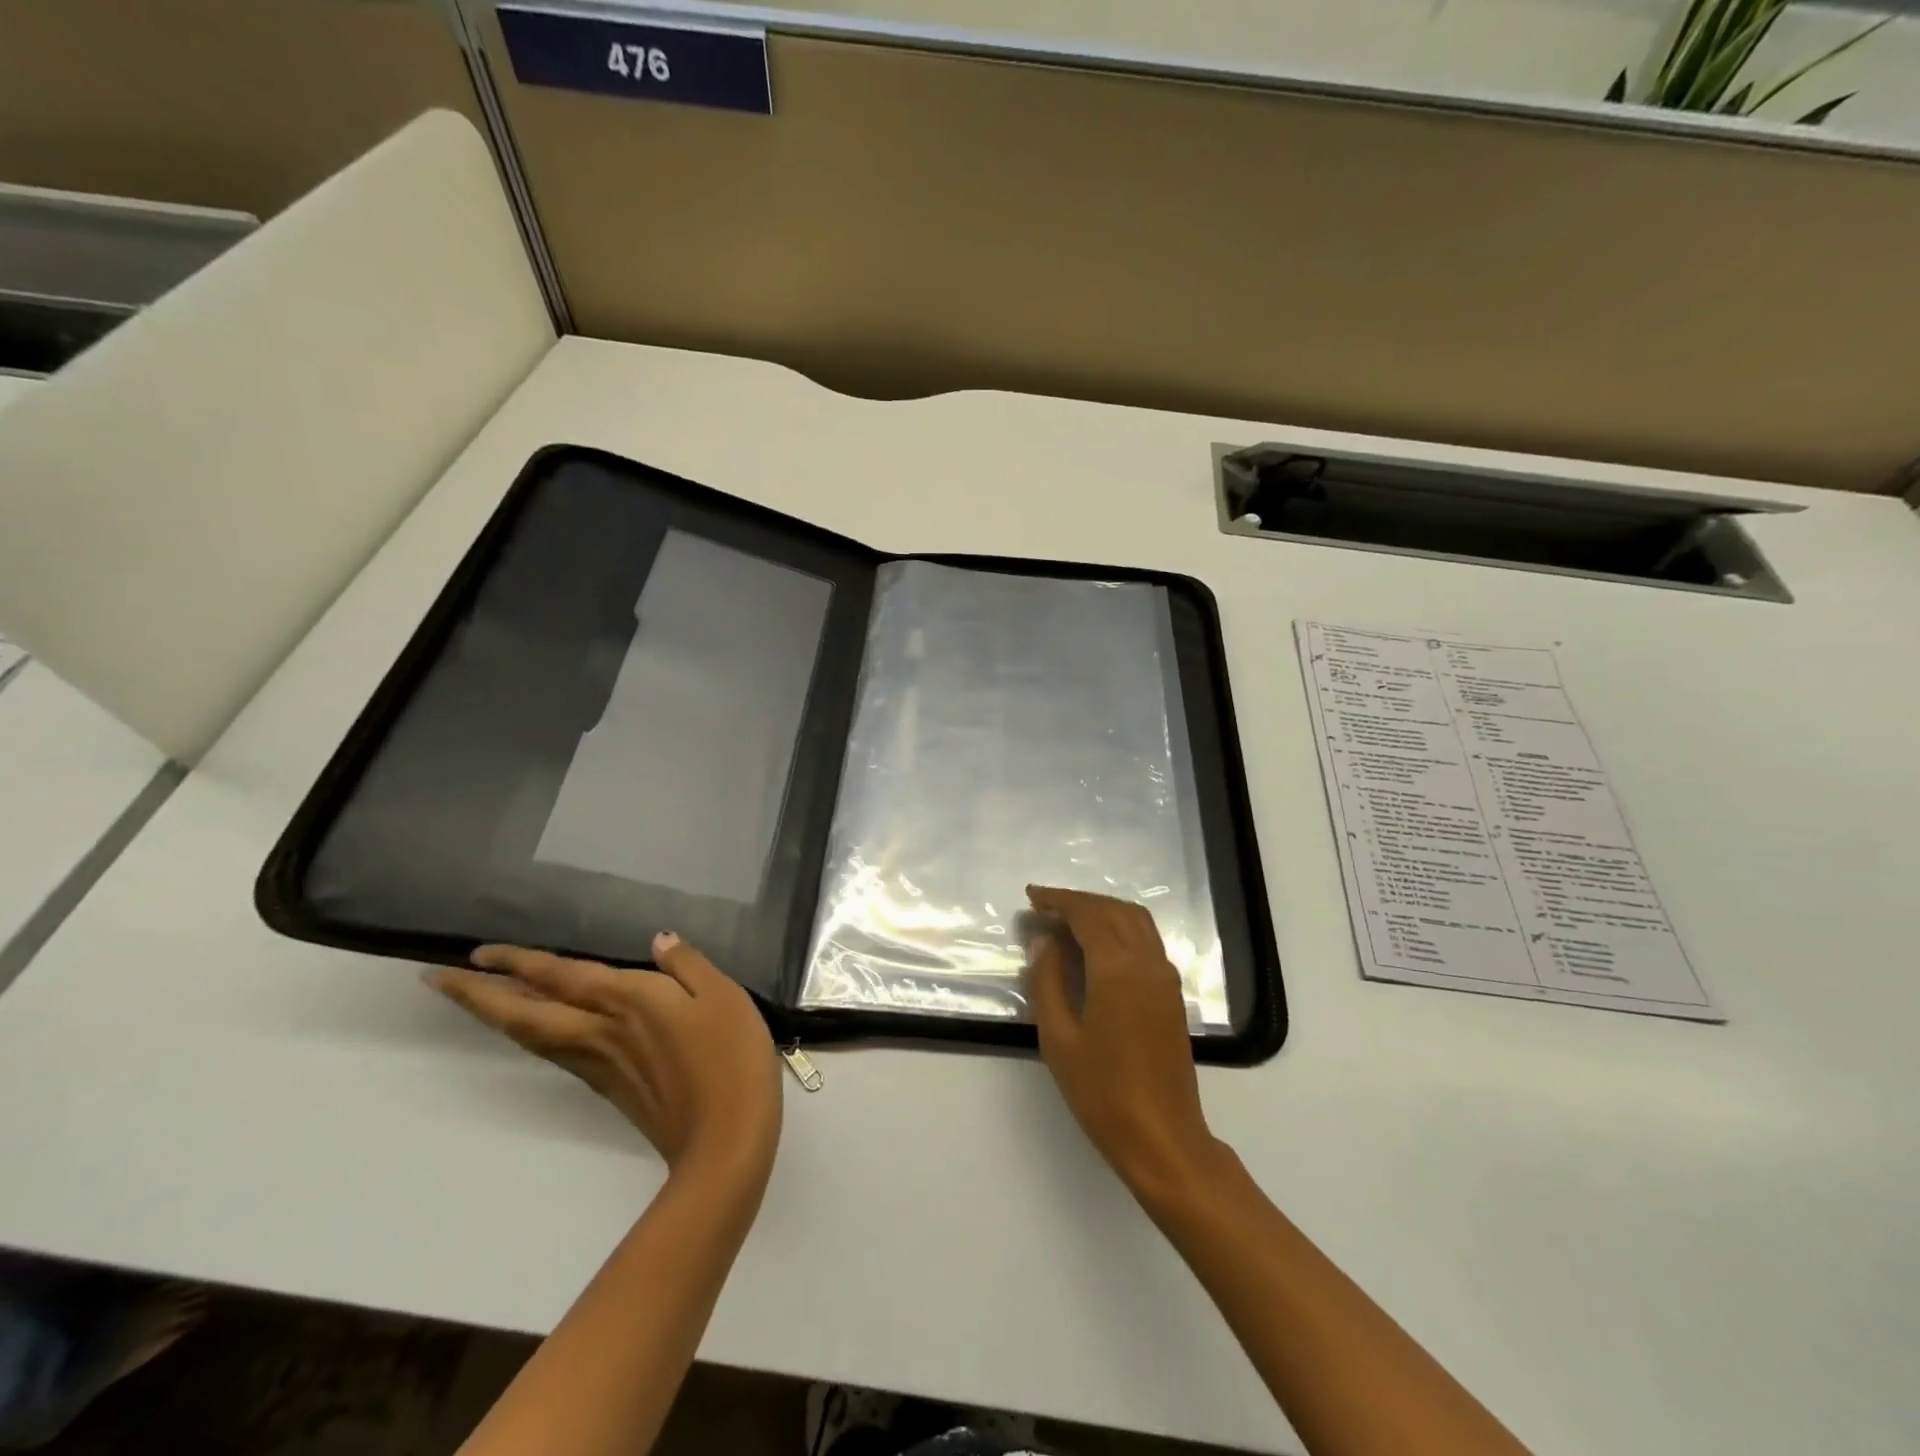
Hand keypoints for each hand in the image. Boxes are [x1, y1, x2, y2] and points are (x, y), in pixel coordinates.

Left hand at [429, 932, 781, 1178]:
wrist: (724, 1140)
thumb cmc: (729, 1058)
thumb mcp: (723, 996)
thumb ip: (687, 965)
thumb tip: (659, 941)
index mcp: (627, 1002)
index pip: (558, 977)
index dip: (517, 964)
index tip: (476, 953)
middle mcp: (600, 1032)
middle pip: (525, 1014)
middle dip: (478, 996)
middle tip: (436, 980)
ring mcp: (600, 1065)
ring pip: (533, 1037)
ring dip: (498, 1016)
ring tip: (477, 998)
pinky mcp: (609, 1088)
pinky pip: (556, 1052)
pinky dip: (532, 1034)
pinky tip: (540, 1029)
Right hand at [1026, 886, 1223, 1198]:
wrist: (1163, 1138)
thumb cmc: (1102, 1092)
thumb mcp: (1059, 1039)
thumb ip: (1048, 982)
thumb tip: (1044, 941)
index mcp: (1118, 969)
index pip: (1088, 914)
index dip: (1059, 901)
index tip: (1032, 897)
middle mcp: (1147, 961)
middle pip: (1113, 910)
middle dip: (1079, 902)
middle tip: (1045, 906)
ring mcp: (1165, 976)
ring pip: (1135, 920)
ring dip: (1102, 910)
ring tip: (1068, 920)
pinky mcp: (1172, 993)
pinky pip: (1146, 940)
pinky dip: (1119, 927)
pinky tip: (1097, 945)